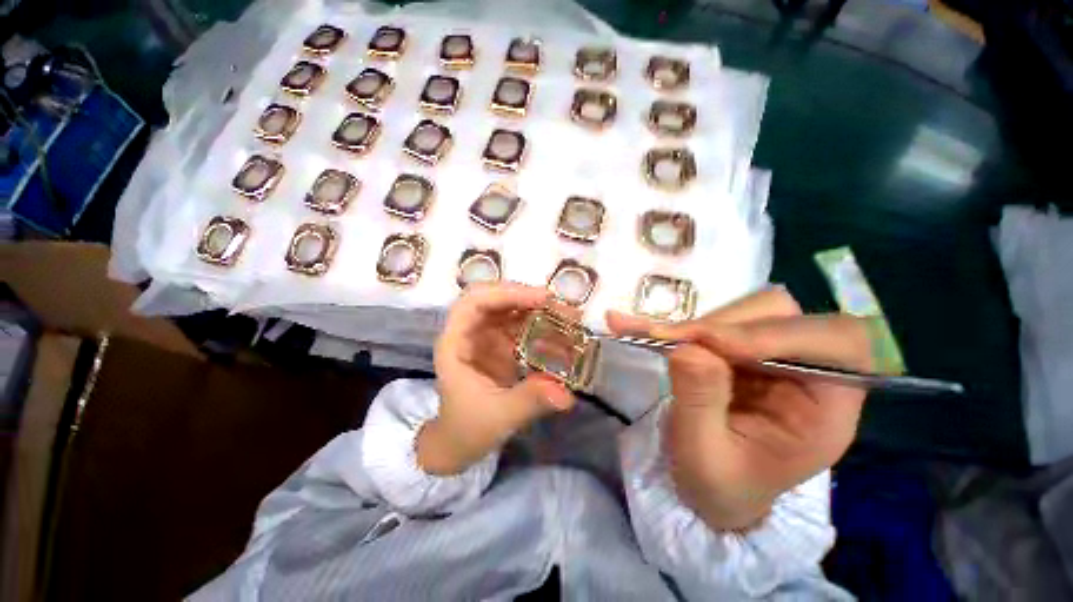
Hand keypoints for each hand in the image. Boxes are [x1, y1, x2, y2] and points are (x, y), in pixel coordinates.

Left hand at [417, 283, 574, 475]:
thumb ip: (529, 400)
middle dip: (529, 298)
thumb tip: (566, 394)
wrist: (459, 443)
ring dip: (541, 311)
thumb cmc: (467, 429)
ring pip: (513, 310)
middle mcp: (470, 331)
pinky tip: (564, 339)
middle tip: (561, 307)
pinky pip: (524, 328)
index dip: (506, 293)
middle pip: (497, 299)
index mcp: (455, 342)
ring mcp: (487, 336)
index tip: (541, 298)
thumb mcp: (497, 416)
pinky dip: (544, 329)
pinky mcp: (502, 345)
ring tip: (571, 319)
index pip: (474, 302)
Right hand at [608, 286, 874, 530]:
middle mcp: (809, 372)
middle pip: (784, 316)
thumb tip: (690, 346)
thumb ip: (700, 401)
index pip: (834, 343)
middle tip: (668, 338)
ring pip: (749, 311)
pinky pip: (718, 321)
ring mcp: (773, 356)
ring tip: (658, 337)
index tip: (708, 341)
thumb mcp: (705, 457)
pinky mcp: (741, 351)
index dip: (772, 332)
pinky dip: (684, 324)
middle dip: (723, 323)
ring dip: (702, 322)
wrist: (712, 490)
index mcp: (826, 408)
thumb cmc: (719, 486)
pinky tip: (648, 329)